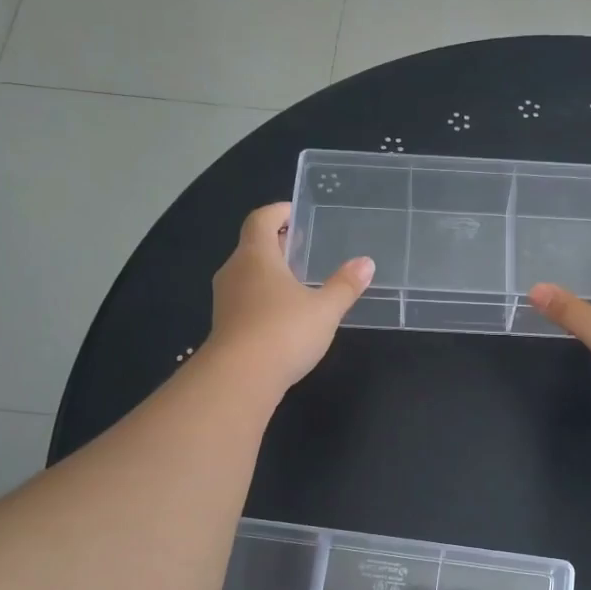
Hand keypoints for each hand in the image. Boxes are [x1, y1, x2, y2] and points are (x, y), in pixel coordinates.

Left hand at [201, 203, 372, 396]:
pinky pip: (244, 299)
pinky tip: (283, 313)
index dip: (278, 212)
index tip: (295, 212)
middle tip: (301, 245)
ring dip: (268, 271)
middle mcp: (235, 271)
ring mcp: (225, 299)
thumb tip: (366, 263)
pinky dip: (262, 296)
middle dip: (276, 242)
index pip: (261, 219)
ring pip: (247, 274)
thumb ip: (345, 285)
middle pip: (252, 245)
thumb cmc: (284, 331)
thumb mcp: (325, 309)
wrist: (239, 378)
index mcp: (256, 256)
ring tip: (296, 279)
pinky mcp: (224, 325)